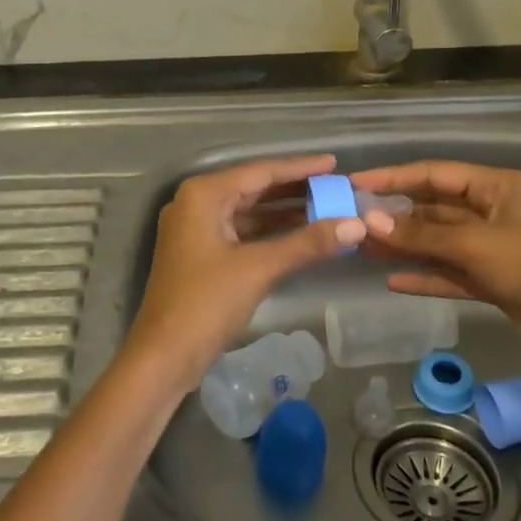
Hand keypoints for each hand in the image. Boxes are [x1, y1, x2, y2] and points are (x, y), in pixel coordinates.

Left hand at [125, 155, 366, 393]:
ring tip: (327, 209)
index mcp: (203, 195)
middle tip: (335, 187)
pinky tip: (301, 236)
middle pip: (254, 189)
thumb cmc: (206, 303)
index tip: (334, 164)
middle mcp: (196, 203)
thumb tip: (356, 225)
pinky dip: (270, 233)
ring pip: (248, 212)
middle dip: (295, 190)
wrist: (163, 357)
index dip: (300, 168)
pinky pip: (242, 233)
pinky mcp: (201, 254)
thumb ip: (307, 243)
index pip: (260, 172)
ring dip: (285, 213)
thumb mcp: (259, 268)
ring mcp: (196, 230)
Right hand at [351, 161, 520, 378]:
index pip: (434, 174)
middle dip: (396, 215)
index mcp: (496, 187)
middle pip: (435, 208)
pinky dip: (425, 275)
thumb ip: (422, 233)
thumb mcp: (475, 244)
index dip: (394, 177)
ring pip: (439, 242)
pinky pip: (450, 273)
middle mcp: (493, 211)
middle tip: (353, 221)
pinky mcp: (494, 281)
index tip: (356, 184)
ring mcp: (493, 248)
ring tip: (363, 248)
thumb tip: (369, 221)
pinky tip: (392, 280)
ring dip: (405, 245)